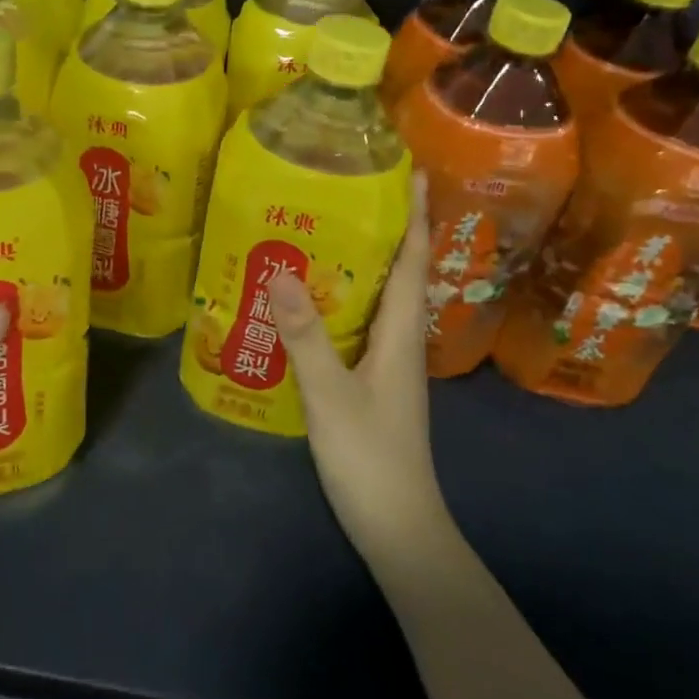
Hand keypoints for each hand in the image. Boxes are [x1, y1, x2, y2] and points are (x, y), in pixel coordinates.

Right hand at [267, 173, 456, 569]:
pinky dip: (346, 297)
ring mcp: (390, 362)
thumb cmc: (370, 457)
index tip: (415, 172)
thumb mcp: (330, 393)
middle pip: (401, 271)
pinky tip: (313, 297)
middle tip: (353, 189)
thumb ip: (305, 334)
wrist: (398, 526)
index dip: (417, 215)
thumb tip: (281, 270)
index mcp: (401, 333)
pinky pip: (364, 322)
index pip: (413, 261)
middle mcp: (402, 339)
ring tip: (328, 230)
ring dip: (366, 261)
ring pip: (381, 297)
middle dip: (388, 228)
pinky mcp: (374, 380)